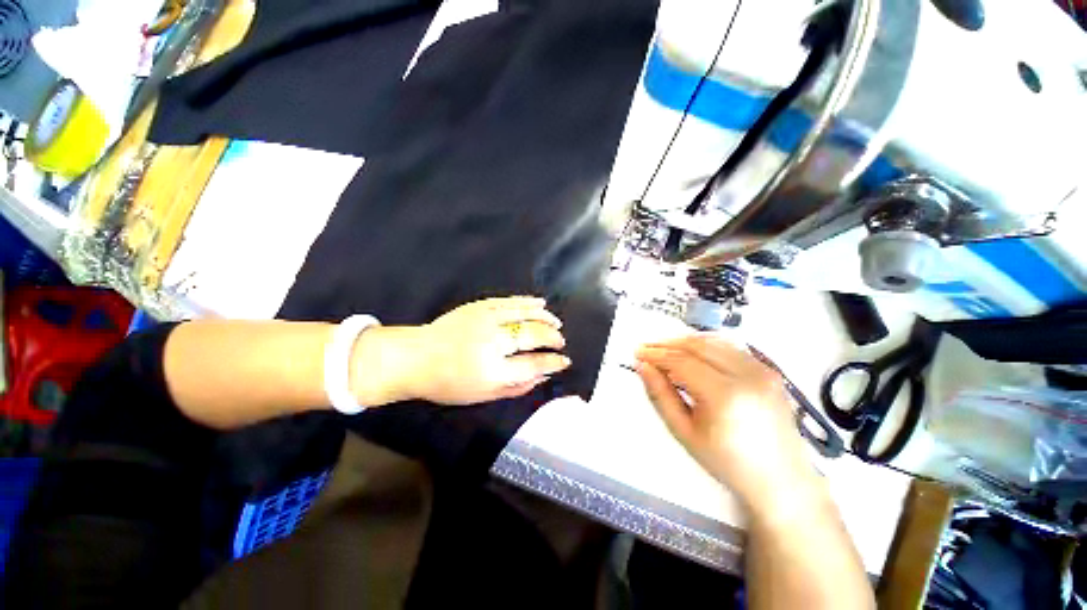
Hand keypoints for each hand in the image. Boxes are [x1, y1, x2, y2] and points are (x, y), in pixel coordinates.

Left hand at [352, 297, 571, 405]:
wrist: (416, 357)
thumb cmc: (449, 384)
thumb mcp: (483, 396)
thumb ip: (517, 387)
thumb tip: (544, 376)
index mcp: (492, 371)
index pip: (533, 364)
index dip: (553, 362)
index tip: (564, 361)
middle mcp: (492, 342)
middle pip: (533, 336)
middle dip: (552, 338)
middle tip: (560, 342)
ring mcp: (486, 320)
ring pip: (525, 314)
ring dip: (545, 318)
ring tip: (556, 323)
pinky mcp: (479, 306)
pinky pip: (510, 301)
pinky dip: (528, 302)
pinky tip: (541, 303)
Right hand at [635, 334, 820, 514]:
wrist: (780, 479)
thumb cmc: (729, 463)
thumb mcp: (684, 432)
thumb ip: (660, 395)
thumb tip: (643, 367)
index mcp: (726, 396)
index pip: (681, 361)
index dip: (655, 354)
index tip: (638, 352)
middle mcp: (748, 376)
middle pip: (697, 345)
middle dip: (667, 343)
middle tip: (647, 348)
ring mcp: (763, 370)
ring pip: (713, 340)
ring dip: (684, 341)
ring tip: (665, 350)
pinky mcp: (768, 370)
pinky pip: (730, 346)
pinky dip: (705, 345)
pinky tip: (691, 353)